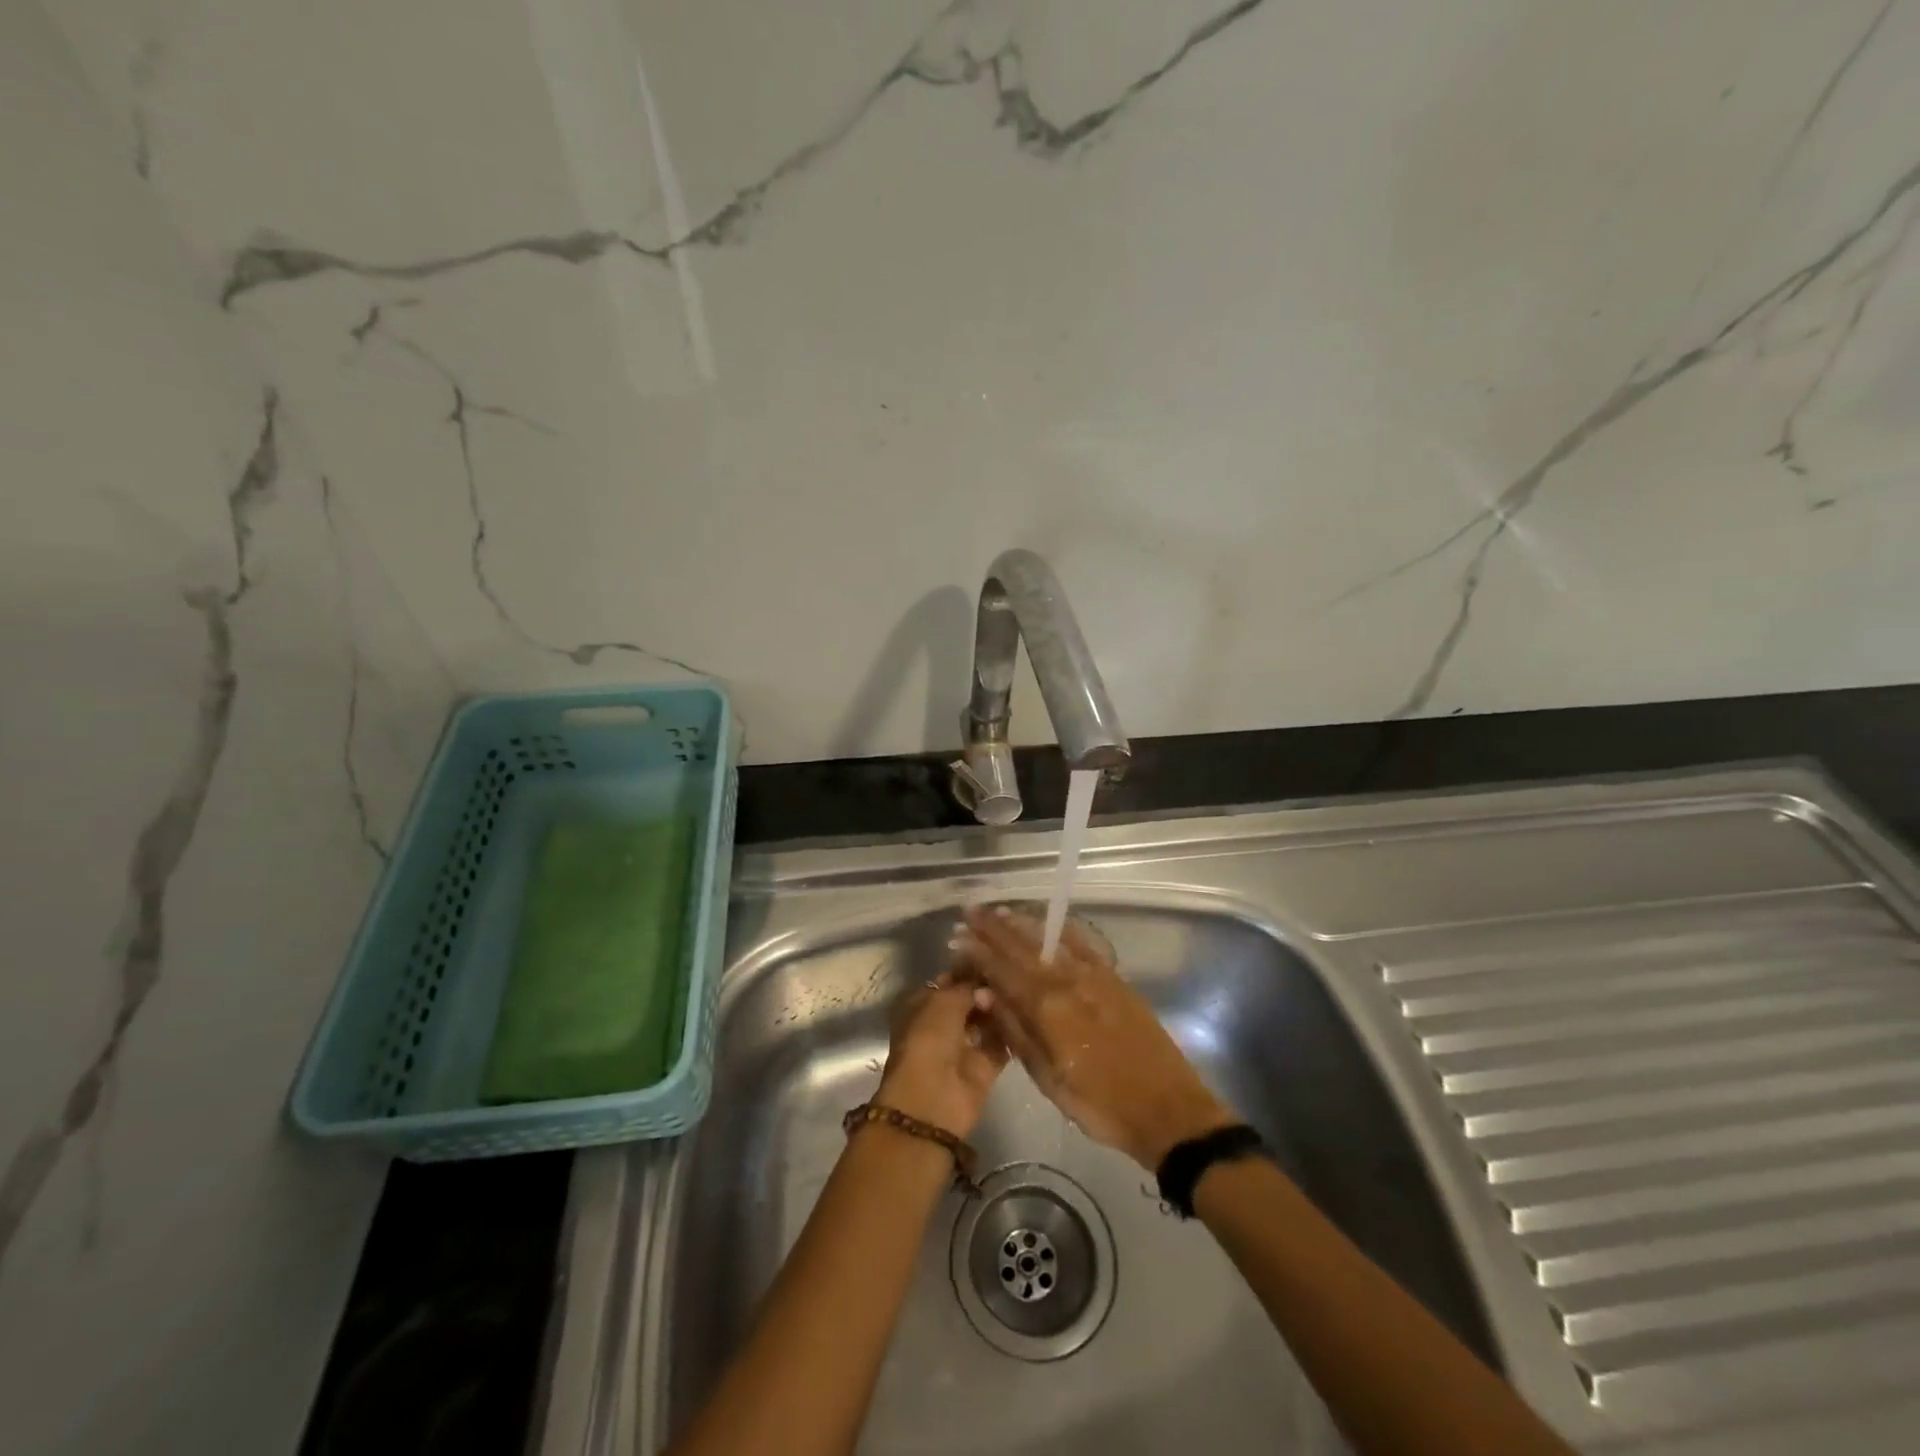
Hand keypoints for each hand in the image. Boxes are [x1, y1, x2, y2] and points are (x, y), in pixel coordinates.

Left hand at [873, 971, 1007, 1138]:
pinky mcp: (984, 1068)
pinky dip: (1011, 1033)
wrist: (933, 1100)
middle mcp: (941, 1025)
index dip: (967, 970)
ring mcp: (963, 1047)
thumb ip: (967, 988)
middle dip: (987, 989)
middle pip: (969, 1001)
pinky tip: (1028, 1013)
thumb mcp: (943, 1002)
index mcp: (922, 1006)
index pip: (947, 982)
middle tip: (1012, 972)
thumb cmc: (928, 1041)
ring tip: (1022, 988)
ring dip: (1000, 1009)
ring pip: (986, 1021)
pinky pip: (1001, 1044)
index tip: (993, 956)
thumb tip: (986, 988)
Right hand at [957, 905, 1236, 1168]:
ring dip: (1022, 924)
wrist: (1167, 1110)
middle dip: (993, 929)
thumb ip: (1016, 1032)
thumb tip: (985, 995)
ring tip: (999, 911)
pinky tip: (1051, 922)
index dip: (978, 951)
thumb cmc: (1101, 1105)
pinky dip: (1062, 929)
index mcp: (1047, 1009)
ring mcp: (1094, 976)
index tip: (958, 937)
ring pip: (1050, 940)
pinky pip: (1083, 944)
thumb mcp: (1050, 1080)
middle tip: (970, 913)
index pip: (1002, 970)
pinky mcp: (1115, 979)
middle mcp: (1068, 982)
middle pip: (1022, 948)